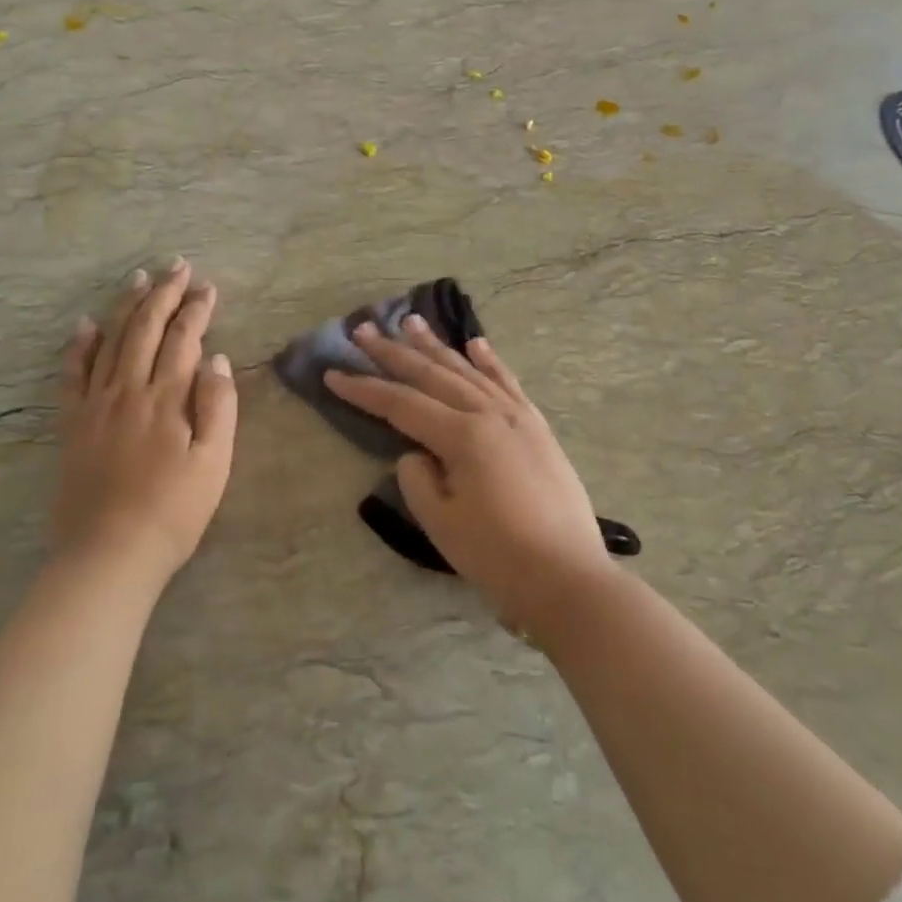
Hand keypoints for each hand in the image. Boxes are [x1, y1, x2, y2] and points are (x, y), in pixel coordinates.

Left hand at [54, 260, 238, 586]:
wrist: (109, 554)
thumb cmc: (173, 511)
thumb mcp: (214, 463)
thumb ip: (217, 406)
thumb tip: (215, 358)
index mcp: (167, 398)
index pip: (183, 338)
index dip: (197, 309)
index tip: (208, 287)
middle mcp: (129, 389)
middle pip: (146, 329)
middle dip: (164, 294)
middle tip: (177, 266)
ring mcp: (96, 405)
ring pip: (111, 341)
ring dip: (126, 306)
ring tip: (139, 278)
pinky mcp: (72, 424)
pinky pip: (72, 375)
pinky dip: (78, 346)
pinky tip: (85, 324)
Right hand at [324, 317, 612, 629]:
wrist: (569, 579)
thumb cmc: (498, 557)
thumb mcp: (441, 523)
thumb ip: (417, 478)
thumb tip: (418, 452)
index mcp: (463, 436)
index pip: (401, 404)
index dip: (364, 390)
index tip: (333, 374)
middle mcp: (490, 414)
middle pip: (432, 375)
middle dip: (393, 353)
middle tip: (364, 330)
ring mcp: (518, 417)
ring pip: (468, 371)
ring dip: (437, 346)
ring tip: (412, 321)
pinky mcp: (537, 428)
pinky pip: (508, 383)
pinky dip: (490, 361)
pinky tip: (475, 344)